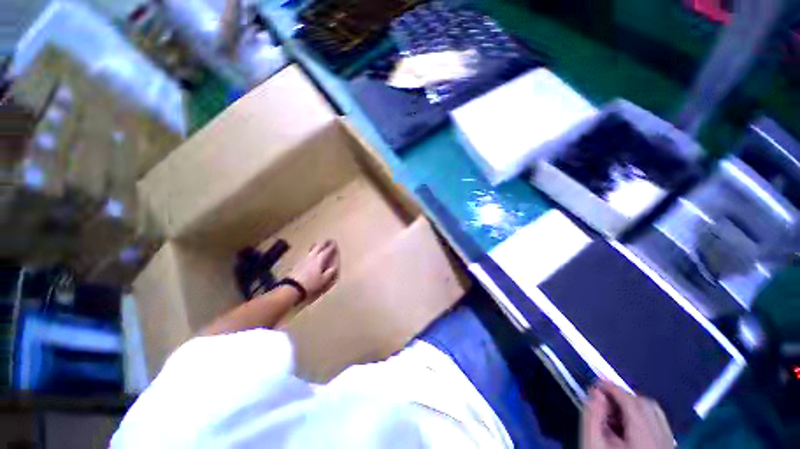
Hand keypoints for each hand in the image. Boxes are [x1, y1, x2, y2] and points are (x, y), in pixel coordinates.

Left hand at [288, 240, 339, 300]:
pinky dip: (310, 251)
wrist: (292, 288)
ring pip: (311, 249)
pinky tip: (310, 254)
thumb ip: (329, 273)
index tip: (335, 243)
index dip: (331, 246)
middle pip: (318, 246)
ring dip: (316, 246)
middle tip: (328, 240)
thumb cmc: (310, 284)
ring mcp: (304, 259)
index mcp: (319, 260)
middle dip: (324, 243)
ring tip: (318, 244)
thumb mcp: (323, 280)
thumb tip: (334, 267)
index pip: (327, 251)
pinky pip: (307, 254)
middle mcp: (312, 257)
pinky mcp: (298, 263)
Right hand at [581, 380, 673, 448]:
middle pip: (647, 404)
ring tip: (614, 414)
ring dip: (634, 406)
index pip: (631, 402)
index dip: (613, 388)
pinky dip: (643, 418)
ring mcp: (668, 446)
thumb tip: (596, 391)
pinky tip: (628, 427)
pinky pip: (660, 424)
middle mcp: (663, 439)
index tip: (596, 383)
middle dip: (623, 397)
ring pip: (656, 413)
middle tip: (604, 401)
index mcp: (644, 438)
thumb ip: (593, 415)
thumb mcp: (592, 444)